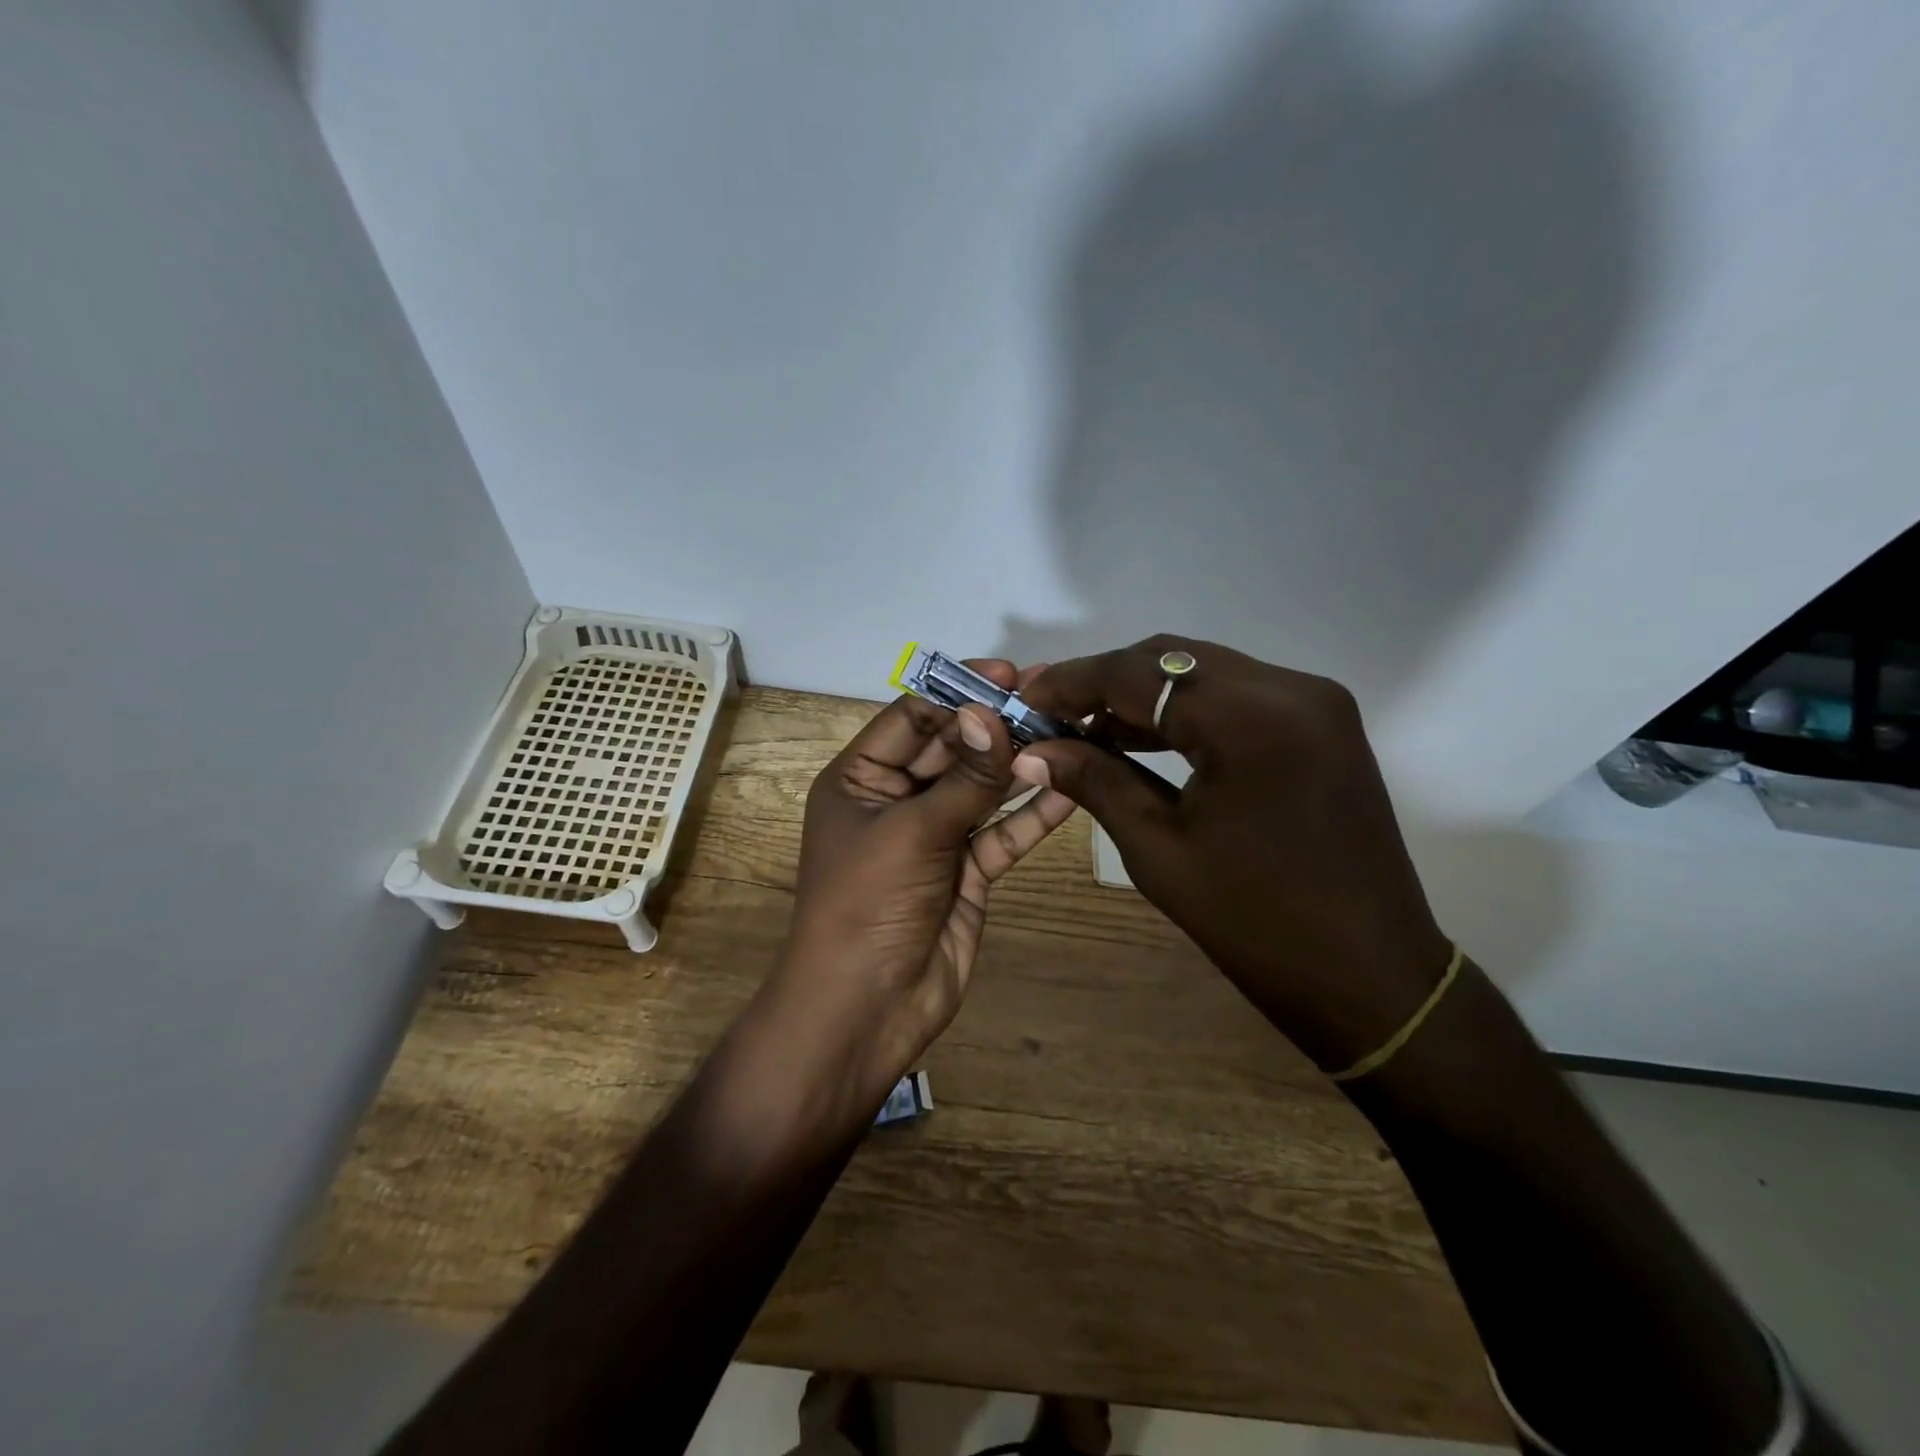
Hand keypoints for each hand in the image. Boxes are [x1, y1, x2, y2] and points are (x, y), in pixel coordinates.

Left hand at [768, 661, 1077, 1106]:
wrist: (865, 1010)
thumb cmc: (867, 905)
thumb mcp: (912, 832)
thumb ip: (962, 777)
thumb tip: (991, 713)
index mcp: (861, 780)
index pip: (913, 719)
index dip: (959, 695)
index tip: (1009, 676)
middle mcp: (897, 801)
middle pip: (953, 750)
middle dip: (998, 727)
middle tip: (1054, 699)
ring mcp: (935, 838)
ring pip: (983, 790)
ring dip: (1021, 766)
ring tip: (1072, 733)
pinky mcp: (967, 872)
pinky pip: (1002, 834)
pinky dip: (1032, 815)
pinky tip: (1070, 789)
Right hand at [1012, 636, 1451, 1073]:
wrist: (1368, 974)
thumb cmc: (1255, 922)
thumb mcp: (1158, 850)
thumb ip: (1094, 781)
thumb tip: (1033, 750)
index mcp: (1251, 719)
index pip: (1138, 673)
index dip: (1071, 683)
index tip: (1024, 701)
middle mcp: (1289, 688)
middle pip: (1171, 659)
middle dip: (1104, 683)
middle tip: (1052, 717)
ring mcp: (1314, 701)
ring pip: (1203, 672)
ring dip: (1143, 695)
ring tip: (1087, 730)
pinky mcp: (1322, 722)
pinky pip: (1236, 695)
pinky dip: (1185, 710)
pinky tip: (1142, 738)